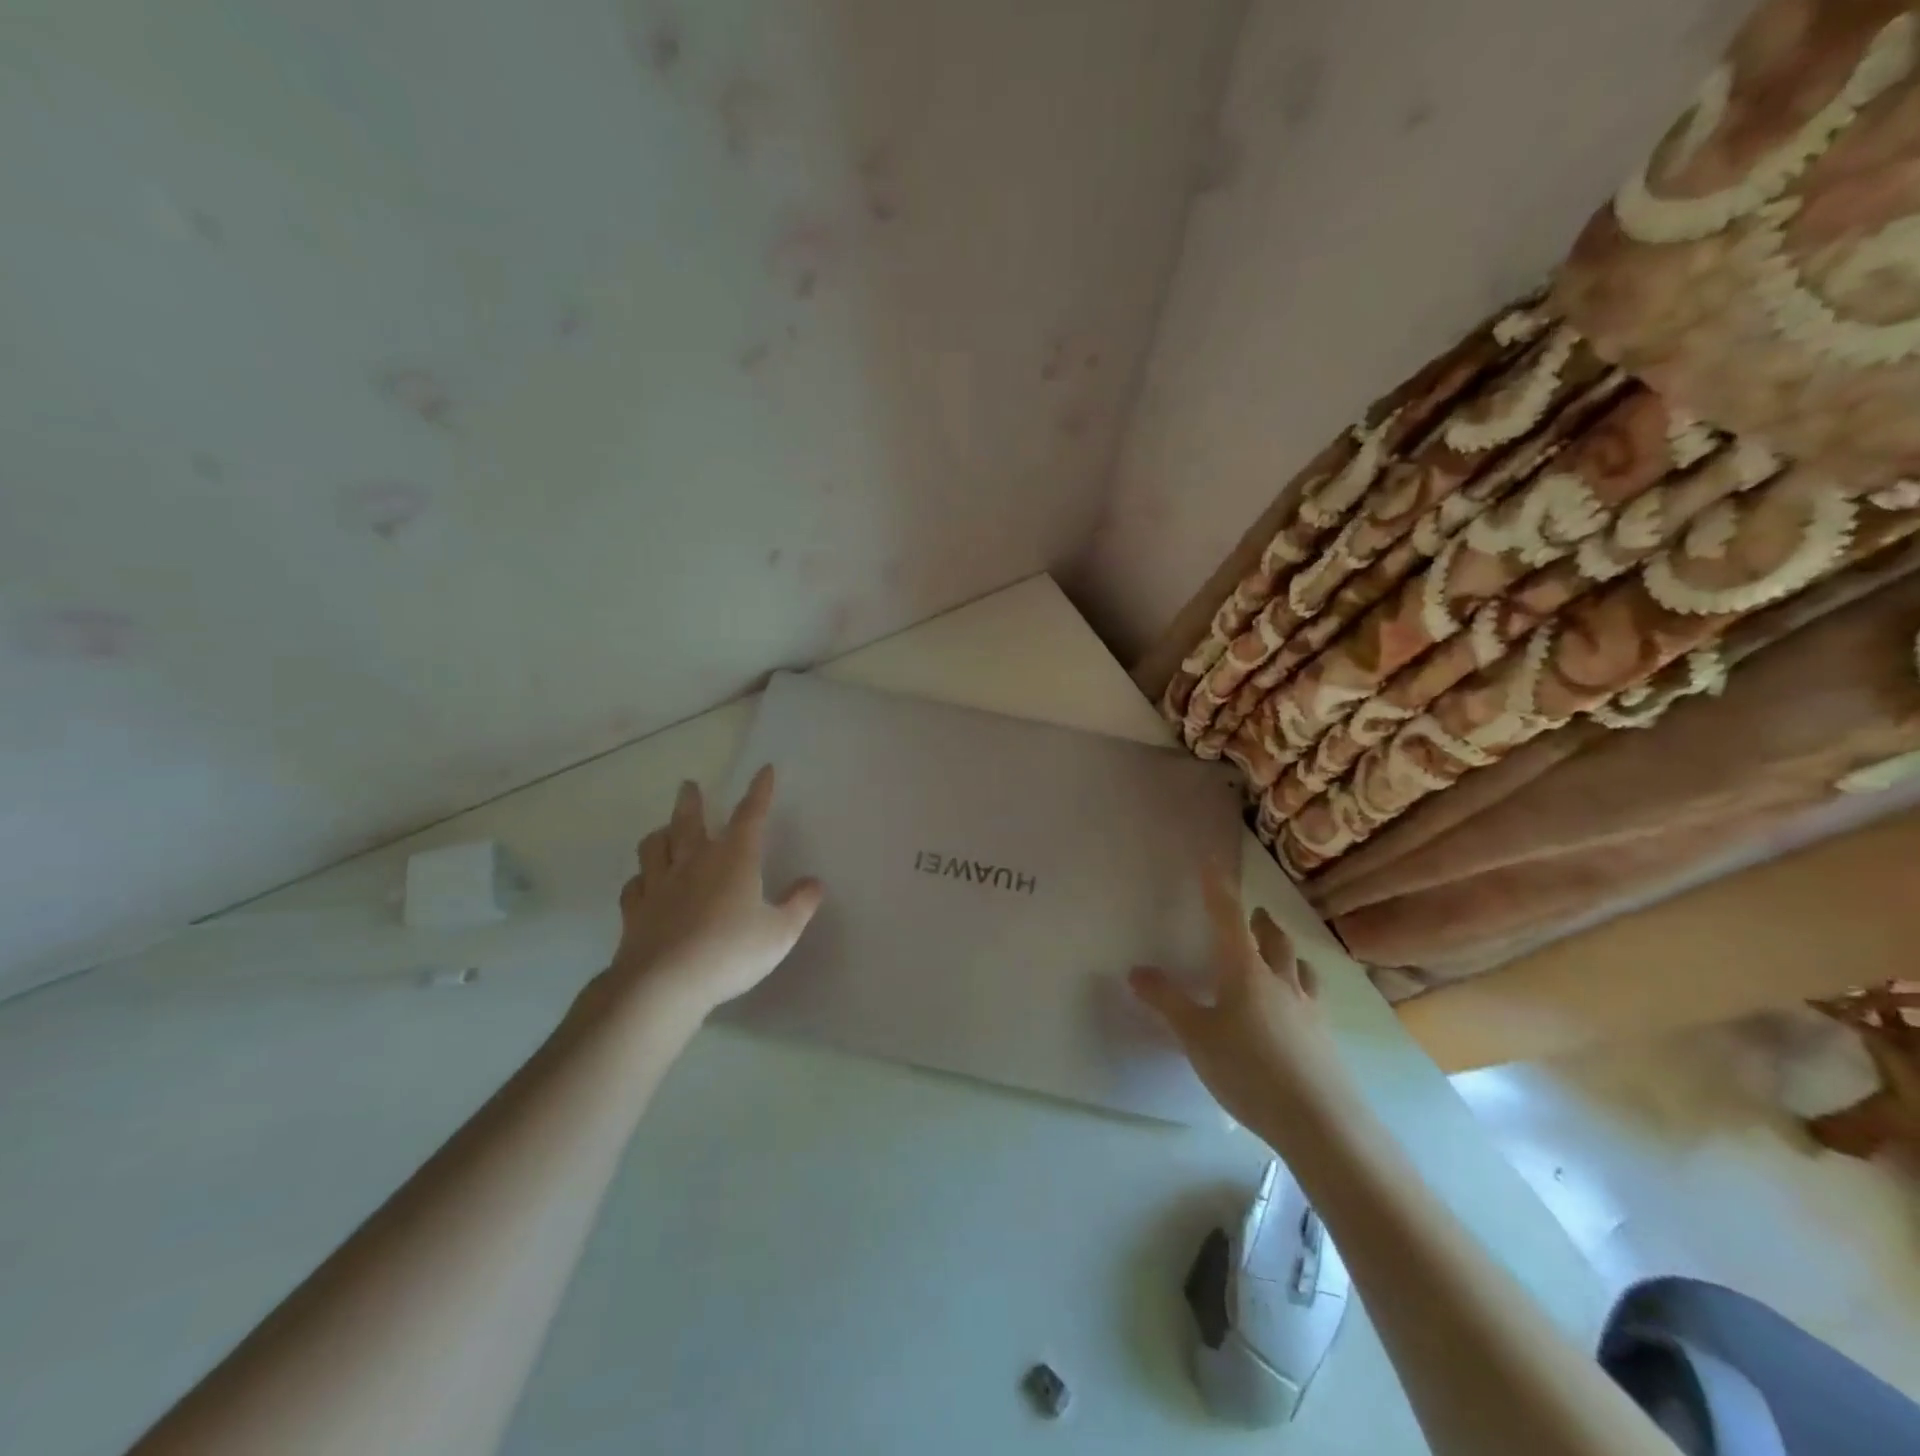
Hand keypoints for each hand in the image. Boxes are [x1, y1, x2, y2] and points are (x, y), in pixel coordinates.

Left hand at [602, 765, 823, 1020]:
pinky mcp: (635, 911)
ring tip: (664, 829)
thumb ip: (800, 905)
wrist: (664, 984)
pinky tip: (643, 882)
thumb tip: (814, 882)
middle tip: (688, 786)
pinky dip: (640, 878)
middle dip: (692, 801)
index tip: (764, 770)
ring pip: (654, 846)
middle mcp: (694, 862)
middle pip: (689, 821)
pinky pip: (635, 885)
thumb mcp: (780, 933)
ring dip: (661, 833)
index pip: (750, 816)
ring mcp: (659, 885)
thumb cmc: (731, 952)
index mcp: (734, 859)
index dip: (759, 792)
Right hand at [1129, 862, 1356, 1136]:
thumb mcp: (1196, 1036)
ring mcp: (1308, 1010)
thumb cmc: (1249, 1070)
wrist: (1320, 1123)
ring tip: (1282, 955)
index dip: (1218, 888)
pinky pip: (1312, 999)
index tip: (1212, 862)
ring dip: (1287, 954)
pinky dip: (1301, 988)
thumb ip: (1167, 1002)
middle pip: (1273, 940)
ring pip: (1300, 968)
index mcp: (1245, 970)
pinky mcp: (1324, 1040)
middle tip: (1254, 913)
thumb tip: (1136, 971)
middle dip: (1261, 922)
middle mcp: (1280, 981)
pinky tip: (1296, 1010)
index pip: (1228, 917)